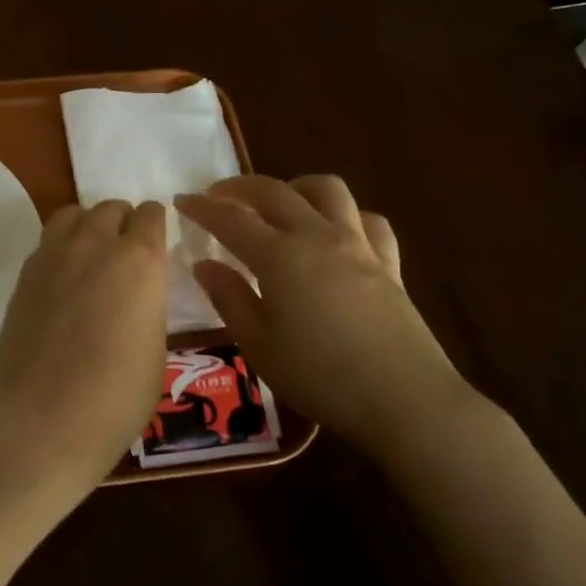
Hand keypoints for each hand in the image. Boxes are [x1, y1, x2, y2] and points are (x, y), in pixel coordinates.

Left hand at [0, 199, 168, 503]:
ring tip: (91, 256)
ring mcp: (53, 256)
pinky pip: (46, 242)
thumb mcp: (156, 350)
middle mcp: (95, 245)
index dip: (155, 225)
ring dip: (87, 225)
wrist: (43, 420)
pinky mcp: (23, 275)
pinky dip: (60, 248)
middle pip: (110, 208)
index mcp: (140, 261)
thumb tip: (136, 295)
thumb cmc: (116, 397)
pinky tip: (62, 279)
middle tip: (125, 253)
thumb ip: (148, 306)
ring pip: (73, 214)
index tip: (156, 242)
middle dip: (122, 222)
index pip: (150, 215)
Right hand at [175, 176, 488, 450]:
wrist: (404, 399)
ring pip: (328, 190)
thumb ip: (229, 298)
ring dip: (296, 186)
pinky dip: (346, 216)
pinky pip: (368, 220)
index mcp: (280, 257)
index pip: (232, 220)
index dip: (202, 207)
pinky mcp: (389, 264)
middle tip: (218, 194)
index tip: (181, 201)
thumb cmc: (319, 376)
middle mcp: (318, 237)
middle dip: (241, 186)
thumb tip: (204, 264)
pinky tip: (336, 232)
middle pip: (276, 192)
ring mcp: (359, 246)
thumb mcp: (258, 344)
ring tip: (280, 202)